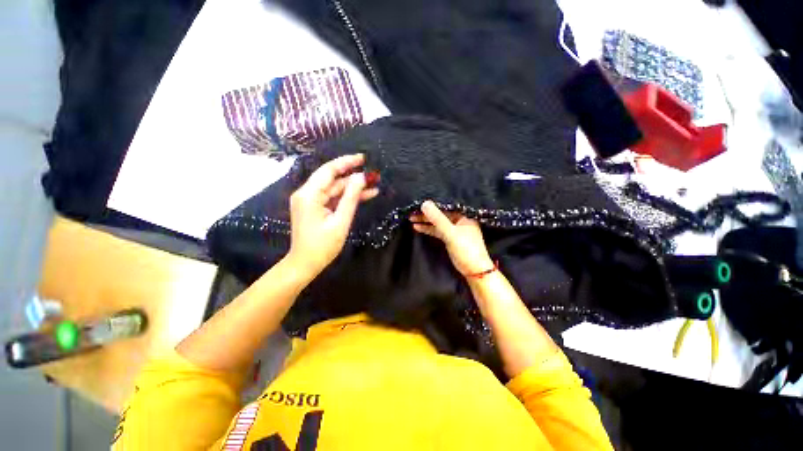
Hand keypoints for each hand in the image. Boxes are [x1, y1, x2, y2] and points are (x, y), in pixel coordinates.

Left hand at [287, 154, 378, 276]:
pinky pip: (333, 198)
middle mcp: (307, 193)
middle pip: (333, 179)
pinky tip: (365, 195)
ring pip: (335, 189)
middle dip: (354, 177)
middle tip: (374, 175)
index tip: (364, 158)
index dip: (347, 162)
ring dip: (353, 188)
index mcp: (309, 195)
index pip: (329, 170)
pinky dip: (347, 197)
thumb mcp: (341, 221)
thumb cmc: (323, 246)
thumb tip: (361, 177)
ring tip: (374, 186)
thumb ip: (351, 197)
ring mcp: (310, 201)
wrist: (305, 264)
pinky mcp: (315, 207)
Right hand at [409, 200, 493, 276]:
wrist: (474, 270)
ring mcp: (454, 229)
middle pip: (440, 214)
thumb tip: (425, 203)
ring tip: (411, 218)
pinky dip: (428, 229)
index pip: (445, 206)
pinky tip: (418, 227)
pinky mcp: (449, 238)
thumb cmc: (467, 249)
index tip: (418, 203)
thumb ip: (438, 219)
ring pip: (437, 222)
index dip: (432, 204)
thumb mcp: (451, 233)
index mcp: (464, 215)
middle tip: (411, 212)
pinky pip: (437, 230)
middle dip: (426, 214)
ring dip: (425, 221)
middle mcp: (459, 220)